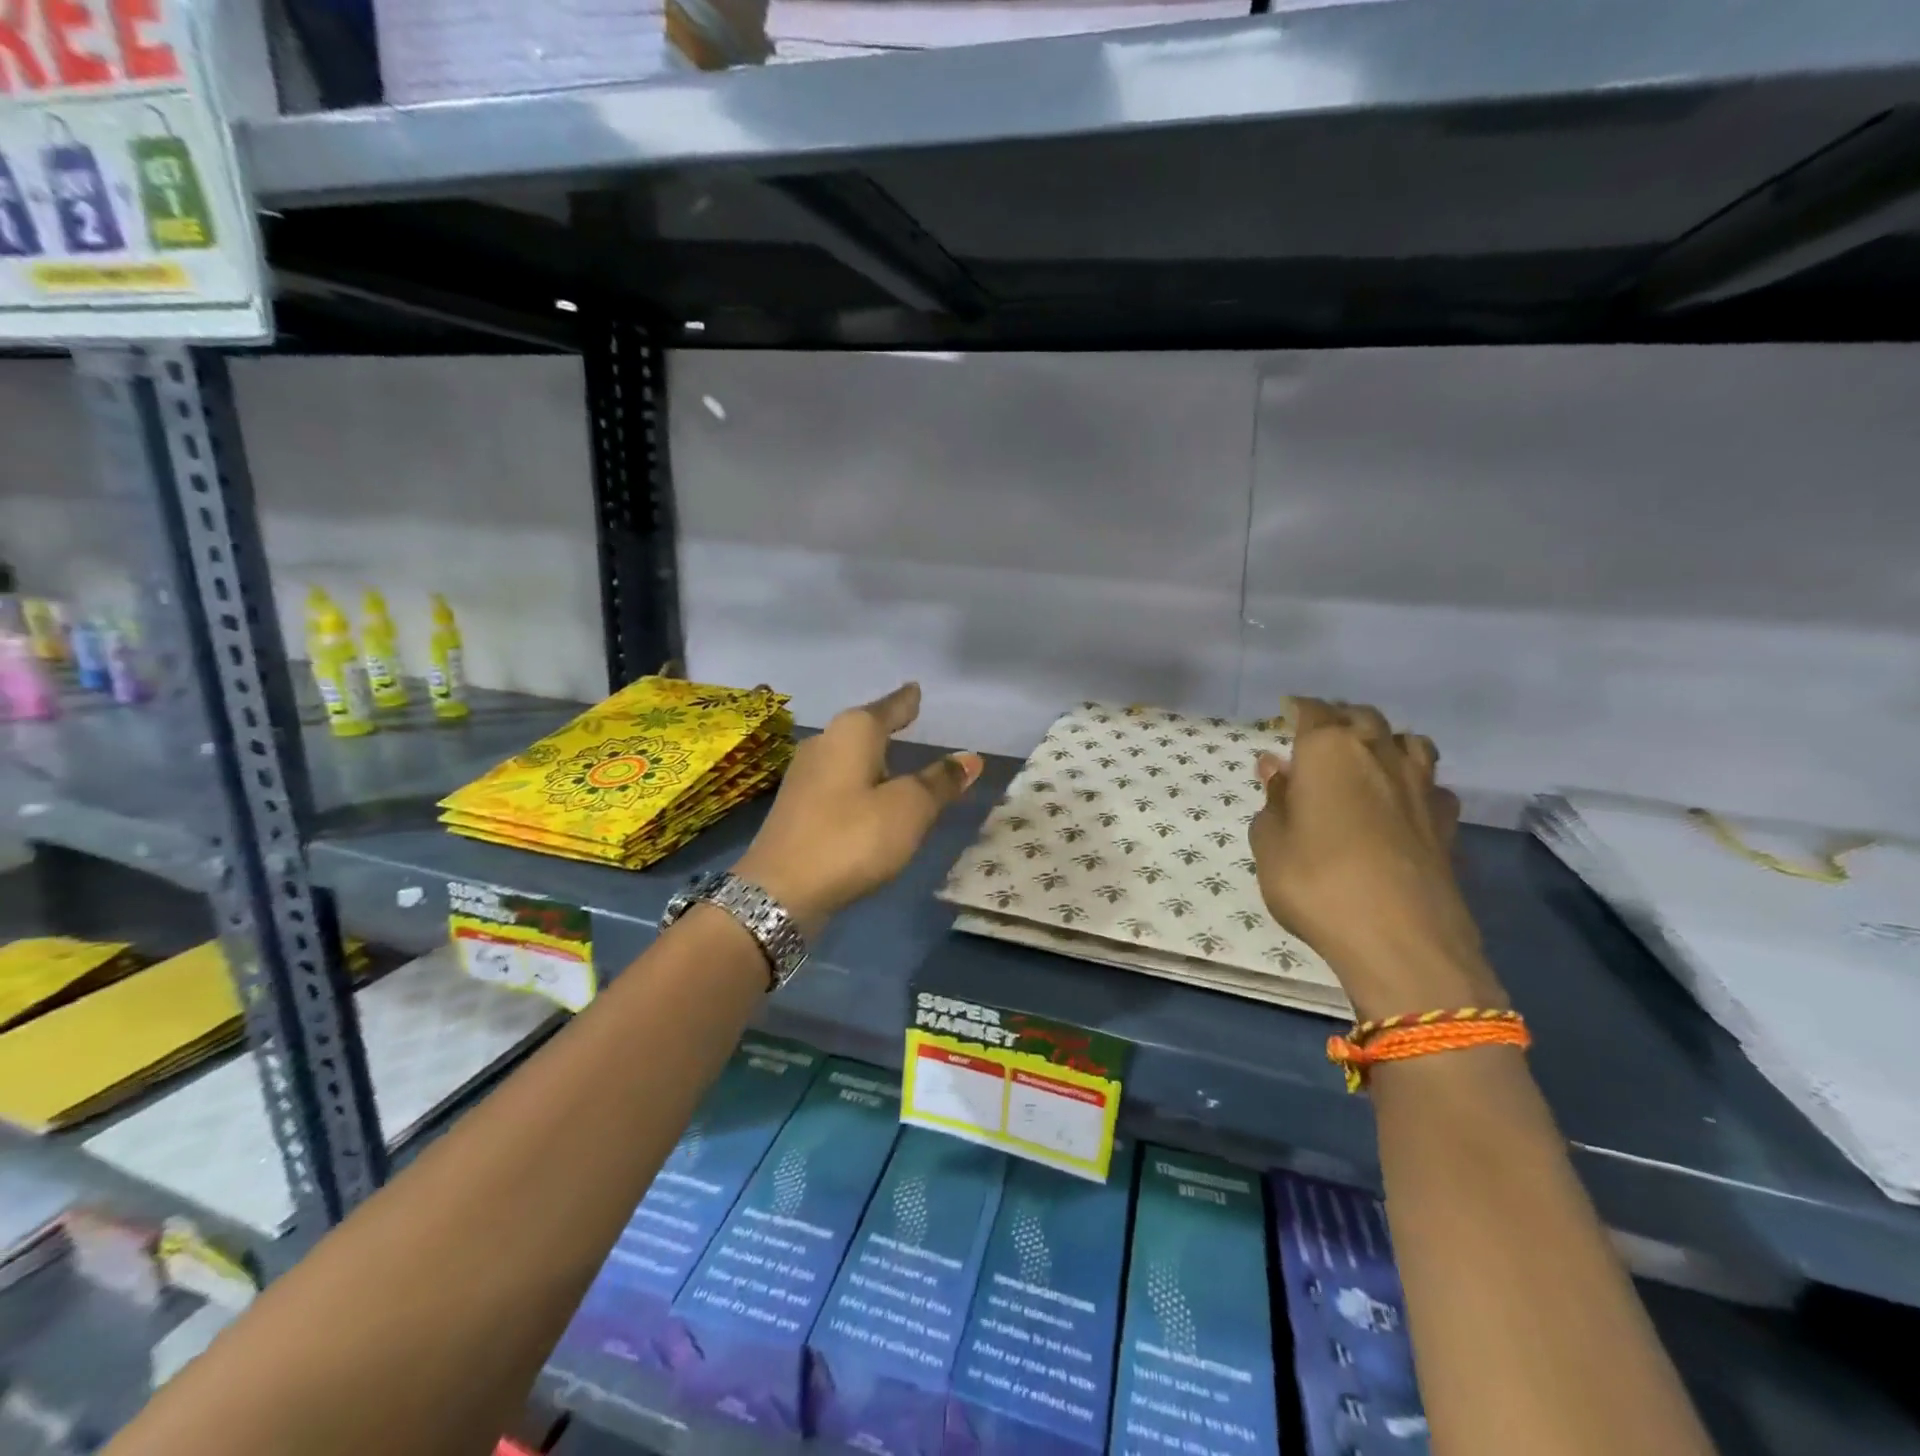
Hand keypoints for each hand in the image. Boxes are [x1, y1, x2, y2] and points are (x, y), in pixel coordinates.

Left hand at [736, 684, 982, 935]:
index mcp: (852, 733)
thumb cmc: (851, 838)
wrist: (779, 892)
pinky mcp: (798, 807)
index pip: (888, 707)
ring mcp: (806, 776)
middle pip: (864, 728)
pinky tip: (869, 796)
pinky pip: (840, 782)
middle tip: (911, 720)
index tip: (916, 688)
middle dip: (887, 726)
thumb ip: (939, 782)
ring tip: (897, 759)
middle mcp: (824, 744)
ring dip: (873, 758)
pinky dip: (860, 783)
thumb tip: (969, 758)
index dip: (906, 700)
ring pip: (850, 757)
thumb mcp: (909, 809)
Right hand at [1248, 698, 1504, 1021]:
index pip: (1313, 711)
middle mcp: (1379, 755)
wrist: (1401, 940)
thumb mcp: (1270, 842)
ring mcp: (1421, 787)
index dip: (1297, 708)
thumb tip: (1278, 767)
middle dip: (1340, 718)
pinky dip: (1415, 784)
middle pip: (1363, 717)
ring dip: (1386, 741)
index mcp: (1329, 750)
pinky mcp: (1448, 823)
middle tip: (1320, 734)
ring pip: (1409, 742)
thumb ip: (1274, 799)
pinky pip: (1432, 785)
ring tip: (1368, 758)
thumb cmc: (1316, 881)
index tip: (1286, 709)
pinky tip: (1403, 804)